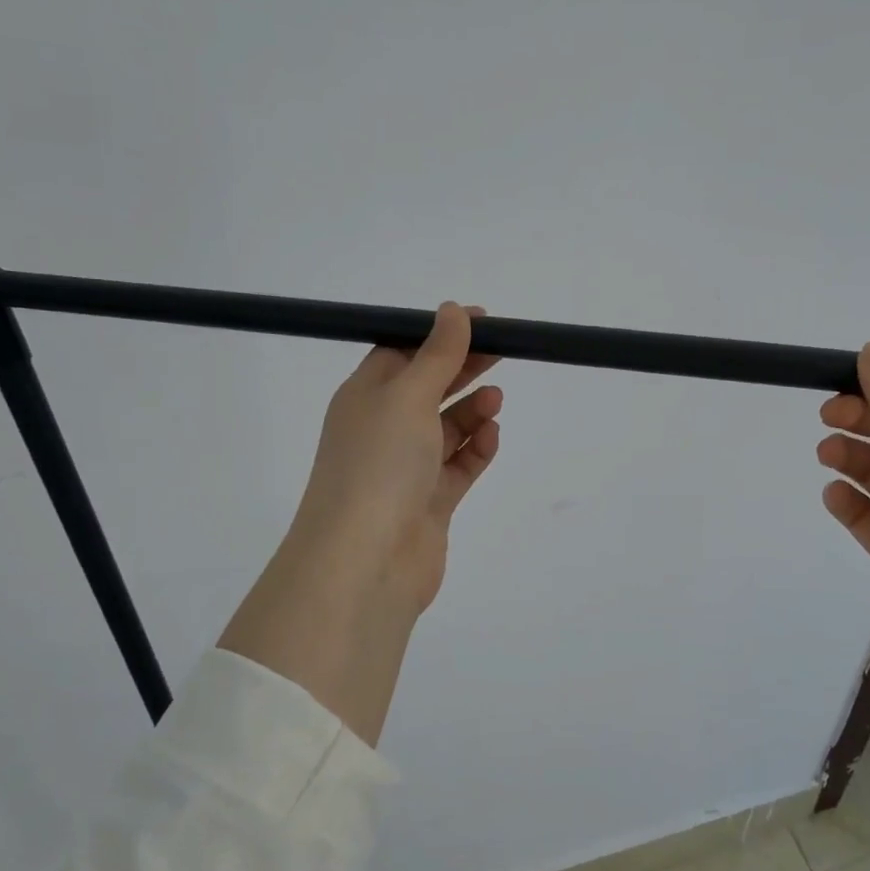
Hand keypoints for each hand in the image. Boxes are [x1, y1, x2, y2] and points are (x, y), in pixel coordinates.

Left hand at [289, 301, 502, 621]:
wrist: (366, 561)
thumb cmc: (380, 464)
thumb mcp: (408, 396)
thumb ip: (437, 354)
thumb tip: (452, 310)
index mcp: (365, 397)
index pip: (402, 353)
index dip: (439, 335)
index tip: (480, 322)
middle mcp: (382, 429)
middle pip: (428, 388)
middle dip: (463, 369)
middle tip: (504, 351)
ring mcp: (406, 469)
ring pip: (446, 429)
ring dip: (472, 411)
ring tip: (495, 401)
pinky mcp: (429, 502)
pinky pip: (458, 467)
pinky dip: (476, 450)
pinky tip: (491, 437)